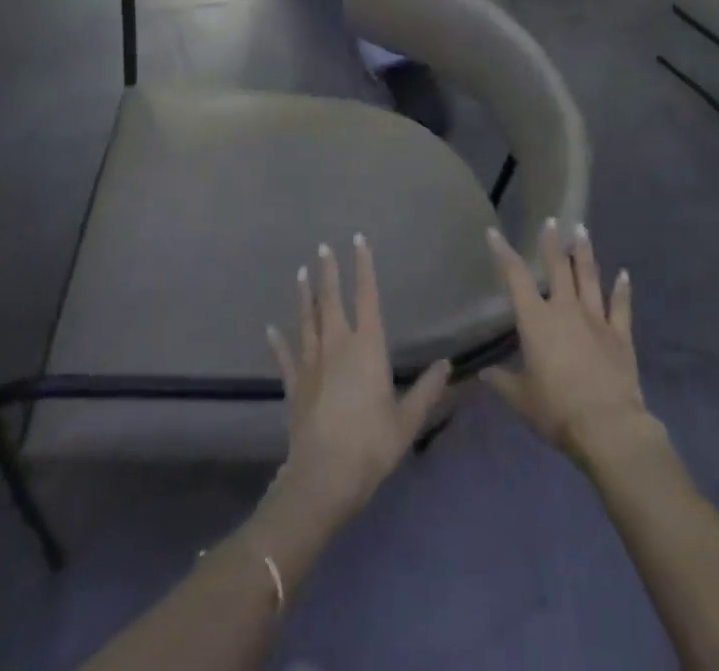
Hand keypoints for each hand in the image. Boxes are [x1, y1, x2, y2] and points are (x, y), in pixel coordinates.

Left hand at [265, 237, 450, 533]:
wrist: (323, 477)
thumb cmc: (371, 444)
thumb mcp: (407, 420)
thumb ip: (427, 390)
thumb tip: (447, 365)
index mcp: (367, 346)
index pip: (367, 296)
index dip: (363, 267)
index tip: (358, 241)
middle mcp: (337, 344)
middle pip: (331, 300)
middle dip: (328, 272)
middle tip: (323, 247)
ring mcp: (311, 363)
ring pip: (306, 320)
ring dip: (304, 295)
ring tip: (301, 272)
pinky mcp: (294, 385)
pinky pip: (285, 356)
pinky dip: (277, 341)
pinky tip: (270, 329)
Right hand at [481, 221, 656, 466]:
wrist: (607, 427)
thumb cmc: (557, 410)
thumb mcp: (521, 399)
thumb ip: (502, 382)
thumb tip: (483, 374)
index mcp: (536, 321)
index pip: (515, 278)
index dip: (503, 253)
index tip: (494, 232)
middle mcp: (565, 310)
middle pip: (558, 268)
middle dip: (552, 242)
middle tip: (552, 219)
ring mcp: (596, 319)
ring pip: (589, 277)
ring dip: (584, 253)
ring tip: (582, 229)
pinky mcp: (620, 335)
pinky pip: (621, 306)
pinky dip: (622, 289)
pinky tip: (624, 273)